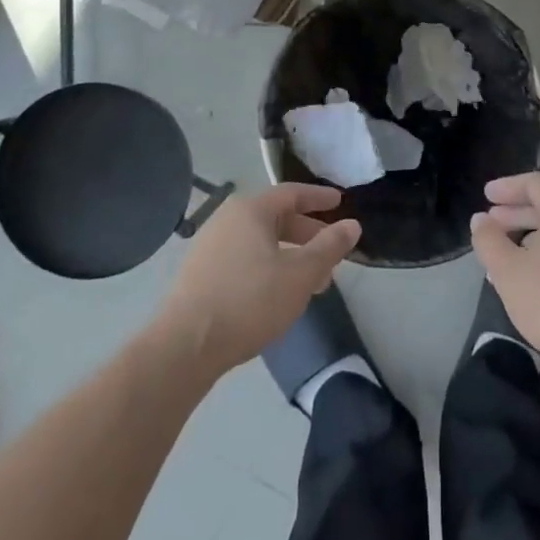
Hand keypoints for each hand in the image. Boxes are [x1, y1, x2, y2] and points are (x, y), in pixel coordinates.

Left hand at [157, 184, 360, 374]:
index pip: (291, 193)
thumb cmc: (249, 301)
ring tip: (312, 281)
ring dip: (290, 255)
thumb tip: (353, 225)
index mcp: (250, 211)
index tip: (340, 202)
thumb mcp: (300, 274)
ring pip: (260, 242)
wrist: (185, 346)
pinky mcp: (200, 275)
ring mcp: (209, 247)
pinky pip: (244, 259)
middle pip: (275, 218)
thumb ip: (329, 247)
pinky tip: (278, 294)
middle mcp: (227, 220)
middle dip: (307, 234)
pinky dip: (268, 267)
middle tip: (331, 251)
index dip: (319, 198)